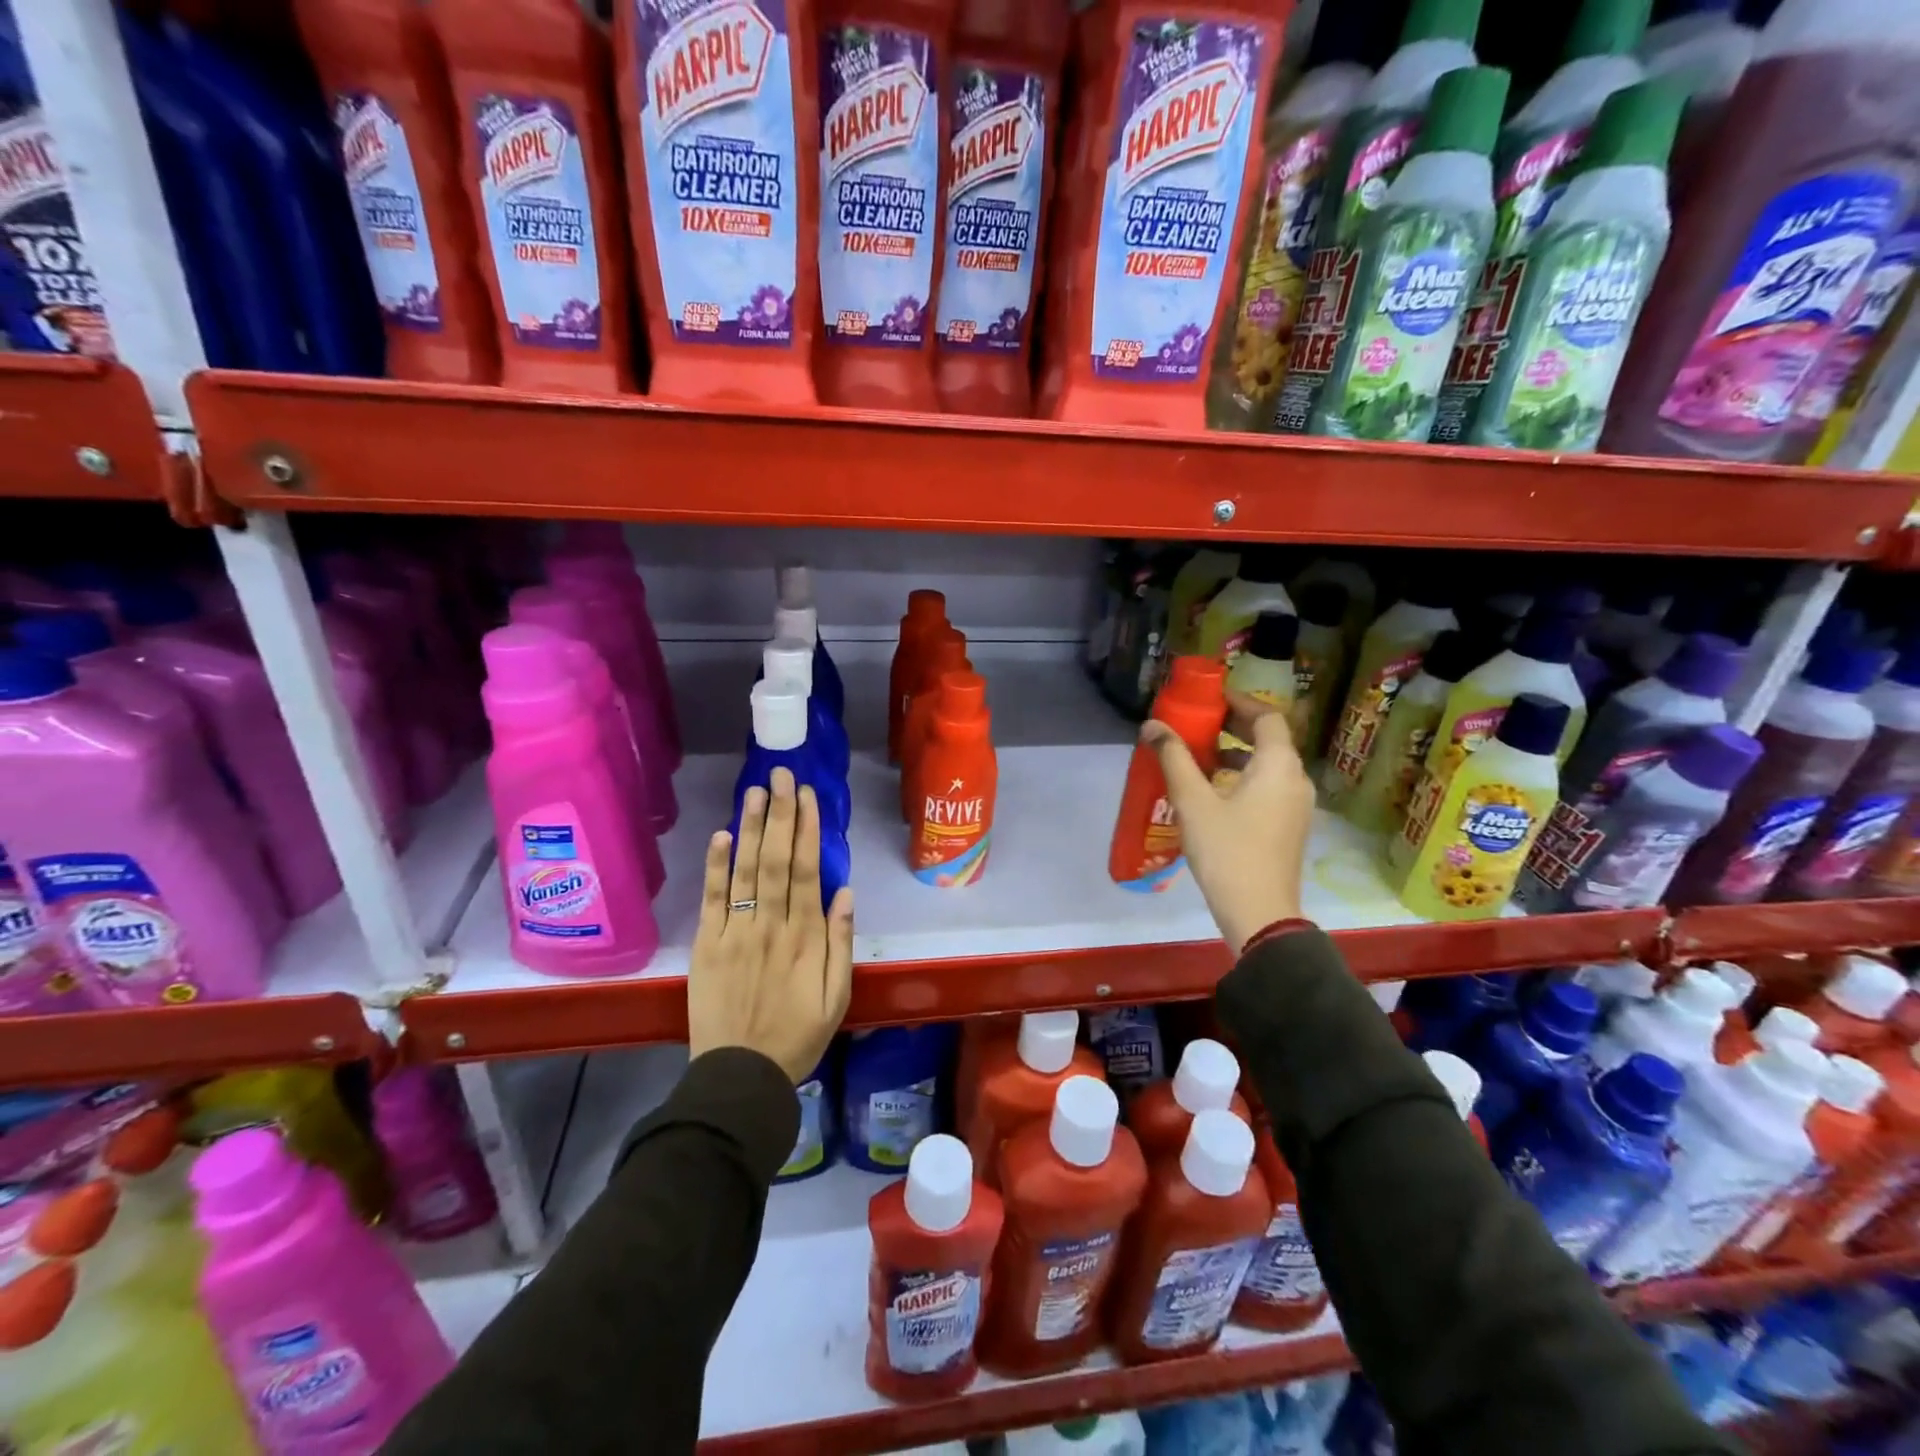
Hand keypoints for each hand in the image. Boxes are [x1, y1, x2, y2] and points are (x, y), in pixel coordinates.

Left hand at [688, 768, 854, 1082]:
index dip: (807, 830)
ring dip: (751, 828)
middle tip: (782, 775)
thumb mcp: (838, 996)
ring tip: (756, 791)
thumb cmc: (798, 1036)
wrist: (741, 1075)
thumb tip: (844, 892)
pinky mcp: (708, 945)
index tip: (808, 796)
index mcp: (806, 937)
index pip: (806, 870)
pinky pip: (713, 899)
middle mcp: (771, 925)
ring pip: (745, 870)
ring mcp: (736, 932)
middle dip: (781, 814)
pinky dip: (716, 866)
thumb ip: (841, 943)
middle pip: (776, 859)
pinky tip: (721, 835)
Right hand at [1144, 698, 1313, 954]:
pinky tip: (1213, 791)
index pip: (1267, 716)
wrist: (1259, 912)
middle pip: (1270, 739)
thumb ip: (1174, 758)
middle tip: (1198, 723)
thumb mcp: (1193, 801)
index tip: (1209, 699)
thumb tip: (1152, 725)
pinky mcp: (1289, 826)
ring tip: (1199, 755)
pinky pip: (1269, 786)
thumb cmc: (1227, 850)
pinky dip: (1244, 777)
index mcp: (1279, 765)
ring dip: (1237, 753)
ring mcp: (1297, 805)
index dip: (1239, 702)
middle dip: (1234, 726)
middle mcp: (1296, 779)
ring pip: (1269, 765)